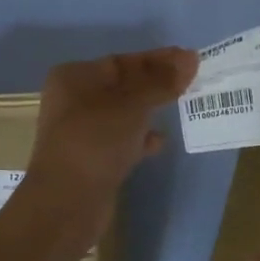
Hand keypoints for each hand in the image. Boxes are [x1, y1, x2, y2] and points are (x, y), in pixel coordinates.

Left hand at [25, 47, 199, 218]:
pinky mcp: (92, 160)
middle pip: (123, 86)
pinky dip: (141, 139)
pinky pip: (122, 141)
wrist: (67, 203)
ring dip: (151, 111)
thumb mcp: (132, 105)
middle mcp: (74, 101)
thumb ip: (161, 82)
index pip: (121, 61)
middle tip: (192, 81)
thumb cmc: (95, 141)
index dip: (157, 59)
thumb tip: (189, 58)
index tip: (190, 59)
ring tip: (182, 107)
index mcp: (74, 78)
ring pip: (124, 115)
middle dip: (156, 84)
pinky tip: (160, 142)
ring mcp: (82, 132)